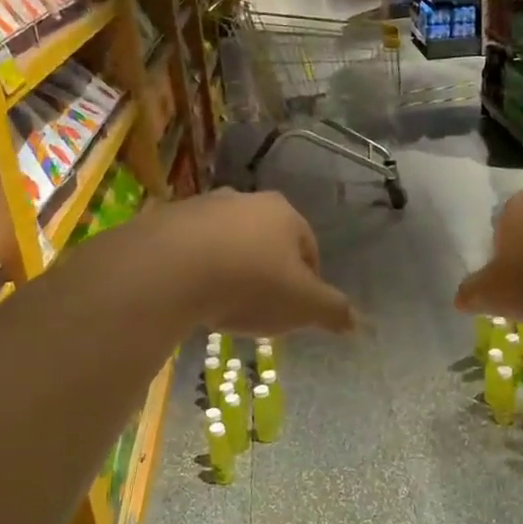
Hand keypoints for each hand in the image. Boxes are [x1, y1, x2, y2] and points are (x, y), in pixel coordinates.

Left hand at [157, 190, 355, 335]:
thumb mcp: (303, 306)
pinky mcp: (164, 221)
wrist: (167, 270)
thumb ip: (333, 312)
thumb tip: (358, 323)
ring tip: (223, 304)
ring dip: (230, 268)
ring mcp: (201, 207)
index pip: (309, 247)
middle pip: (266, 241)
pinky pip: (189, 250)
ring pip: (226, 242)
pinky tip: (191, 296)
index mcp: (284, 214)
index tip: (297, 309)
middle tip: (261, 307)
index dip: (308, 281)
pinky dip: (195, 270)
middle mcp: (244, 200)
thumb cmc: (249, 284)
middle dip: (267, 271)